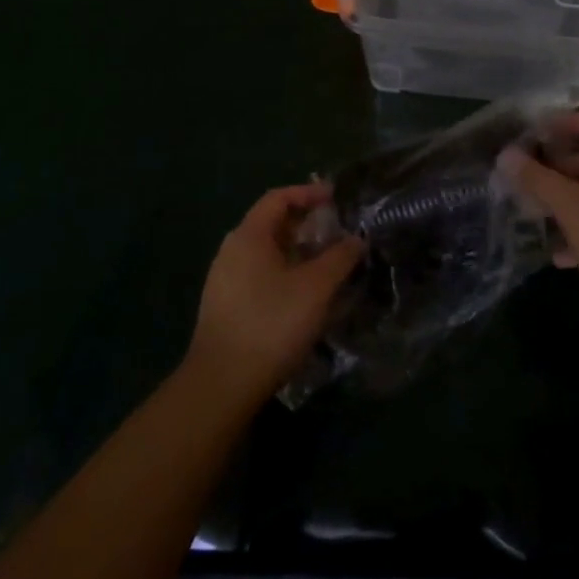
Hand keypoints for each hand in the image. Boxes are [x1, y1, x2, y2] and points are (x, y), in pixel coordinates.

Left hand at [186, 183, 363, 406]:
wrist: (221, 386)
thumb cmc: (271, 324)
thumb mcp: (316, 288)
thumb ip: (340, 258)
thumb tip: (357, 239)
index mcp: (249, 236)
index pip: (279, 197)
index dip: (309, 193)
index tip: (337, 198)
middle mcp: (232, 251)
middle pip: (272, 224)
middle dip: (307, 224)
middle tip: (338, 232)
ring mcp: (225, 281)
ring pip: (267, 253)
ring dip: (299, 252)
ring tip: (328, 264)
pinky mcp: (226, 308)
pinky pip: (260, 276)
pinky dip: (286, 273)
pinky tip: (306, 296)